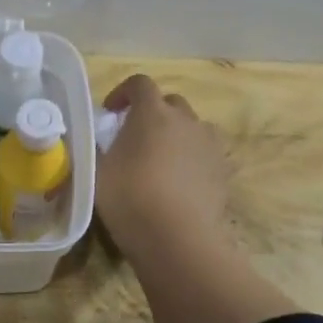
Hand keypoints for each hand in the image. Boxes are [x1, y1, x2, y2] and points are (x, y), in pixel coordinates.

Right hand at [96, 75, 233, 262]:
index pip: (140, 83)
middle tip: (135, 137)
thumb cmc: (130, 199)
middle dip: (152, 113)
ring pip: (193, 127)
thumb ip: (98, 149)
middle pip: (170, 103)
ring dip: (176, 134)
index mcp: (152, 112)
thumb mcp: (98, 172)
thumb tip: (99, 142)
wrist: (178, 239)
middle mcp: (186, 120)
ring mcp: (209, 144)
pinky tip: (181, 182)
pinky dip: (193, 159)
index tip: (110, 113)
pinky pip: (206, 154)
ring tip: (162, 159)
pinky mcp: (224, 171)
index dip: (123, 92)